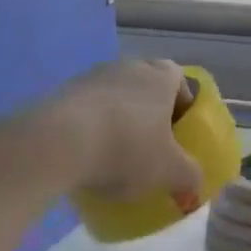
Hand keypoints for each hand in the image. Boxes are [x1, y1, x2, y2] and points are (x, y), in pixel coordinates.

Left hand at [35, 59, 204, 205]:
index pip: (180, 79)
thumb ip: (189, 175)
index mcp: (161, 77)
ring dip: (117, 119)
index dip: (182, 103)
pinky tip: (85, 157)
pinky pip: (84, 110)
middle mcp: (129, 67)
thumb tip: (195, 183)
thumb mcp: (169, 171)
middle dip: (149, 112)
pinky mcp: (59, 94)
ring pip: (113, 97)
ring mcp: (91, 77)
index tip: (178, 131)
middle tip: (149, 143)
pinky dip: (88, 128)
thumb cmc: (126, 148)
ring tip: (113, 155)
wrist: (55, 143)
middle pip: (145, 85)